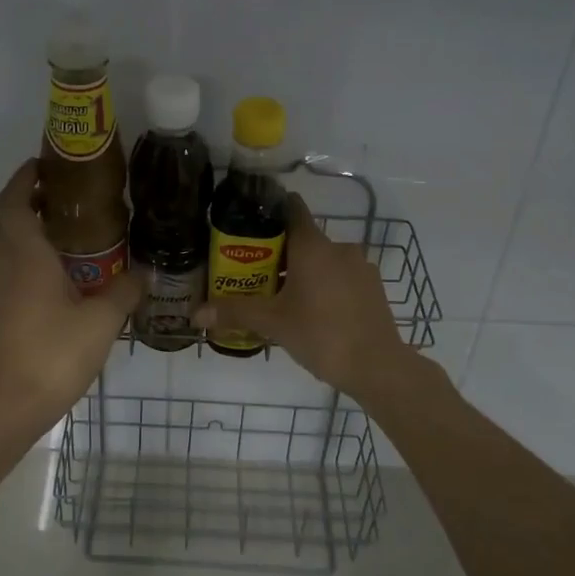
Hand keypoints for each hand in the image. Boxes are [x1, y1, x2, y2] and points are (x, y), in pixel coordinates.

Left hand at [0, 160, 142, 431]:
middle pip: (3, 221)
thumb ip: (125, 291)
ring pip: (3, 249)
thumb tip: (146, 273)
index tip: (43, 165)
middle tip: (59, 200)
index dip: (23, 179)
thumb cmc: (55, 353)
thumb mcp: (102, 321)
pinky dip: (26, 262)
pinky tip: (58, 280)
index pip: (13, 203)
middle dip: (25, 203)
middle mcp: (5, 268)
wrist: (10, 406)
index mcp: (26, 257)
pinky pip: (8, 273)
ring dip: (25, 233)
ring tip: (66, 237)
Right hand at [191, 193, 414, 399]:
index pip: (291, 208)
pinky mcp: (373, 288)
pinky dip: (326, 287)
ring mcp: (360, 267)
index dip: (271, 210)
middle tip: (256, 274)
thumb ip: (235, 312)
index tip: (251, 221)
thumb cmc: (321, 334)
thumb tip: (196, 314)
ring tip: (283, 298)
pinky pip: (342, 278)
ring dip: (304, 273)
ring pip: (324, 261)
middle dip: (280, 253)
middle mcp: (338, 248)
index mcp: (313, 246)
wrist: (378, 367)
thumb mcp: (273, 323)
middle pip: (303, 239)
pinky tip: (314, 313)